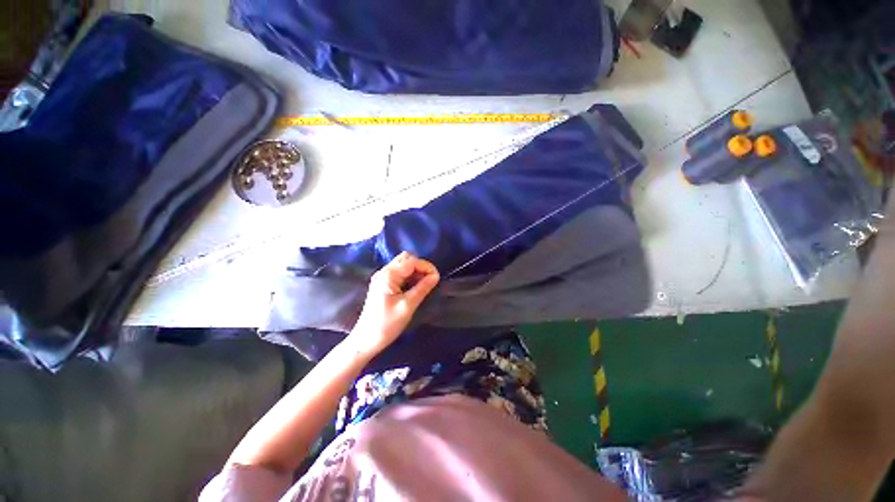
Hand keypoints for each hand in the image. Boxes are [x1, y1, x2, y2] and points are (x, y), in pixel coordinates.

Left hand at [347, 252, 439, 356]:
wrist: (366, 340)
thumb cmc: (387, 324)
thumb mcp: (408, 306)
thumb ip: (422, 288)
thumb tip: (436, 276)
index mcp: (388, 275)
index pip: (412, 261)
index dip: (426, 267)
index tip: (437, 278)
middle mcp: (384, 272)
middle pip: (406, 259)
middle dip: (421, 266)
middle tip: (430, 280)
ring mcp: (382, 277)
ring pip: (403, 265)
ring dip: (416, 271)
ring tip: (425, 285)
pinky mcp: (383, 284)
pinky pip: (399, 273)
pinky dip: (410, 276)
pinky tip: (415, 287)